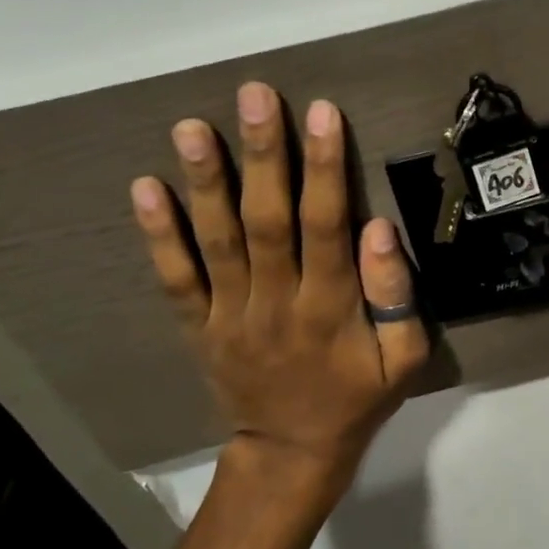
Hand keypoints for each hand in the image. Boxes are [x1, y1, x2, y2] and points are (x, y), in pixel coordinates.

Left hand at [130, 82, 428, 500]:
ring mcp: (230, 314)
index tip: (320, 113)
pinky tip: (145, 188)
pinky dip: (159, 235)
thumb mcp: (404, 359)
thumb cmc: (358, 399)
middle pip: (266, 220)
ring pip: (216, 241)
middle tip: (253, 96)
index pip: (326, 226)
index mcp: (329, 308)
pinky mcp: (200, 326)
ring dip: (204, 182)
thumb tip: (379, 229)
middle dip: (262, 155)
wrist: (292, 452)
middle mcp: (275, 302)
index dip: (323, 168)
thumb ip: (396, 297)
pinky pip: (177, 278)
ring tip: (191, 127)